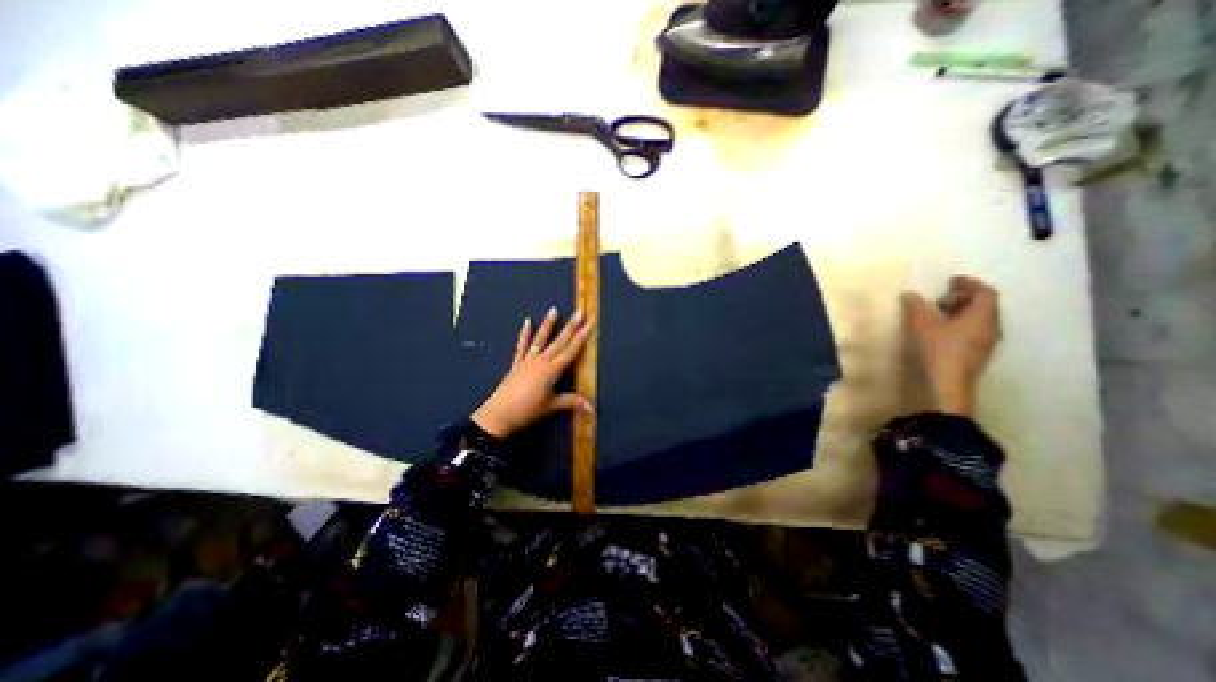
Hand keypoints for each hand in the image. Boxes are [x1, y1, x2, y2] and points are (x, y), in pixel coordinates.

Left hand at [469, 307, 593, 437]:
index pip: (571, 351)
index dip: (581, 337)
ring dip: (548, 325)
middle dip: (571, 327)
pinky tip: (527, 322)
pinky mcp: (517, 364)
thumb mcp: (552, 407)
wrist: (499, 415)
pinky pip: (522, 347)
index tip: (589, 324)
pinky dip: (524, 335)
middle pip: (559, 342)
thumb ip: (572, 402)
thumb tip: (592, 409)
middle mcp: (541, 361)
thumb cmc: (528, 411)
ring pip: (540, 339)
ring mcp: (527, 361)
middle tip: (580, 312)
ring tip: (553, 310)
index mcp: (551, 370)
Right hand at [901, 274, 997, 415]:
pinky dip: (962, 324)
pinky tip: (943, 331)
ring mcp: (988, 341)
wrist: (950, 384)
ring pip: (980, 318)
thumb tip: (910, 294)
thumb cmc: (940, 350)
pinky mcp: (979, 353)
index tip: (951, 281)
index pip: (985, 292)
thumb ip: (916, 307)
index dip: (969, 283)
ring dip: (962, 312)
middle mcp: (991, 326)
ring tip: (939, 314)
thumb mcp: (923, 325)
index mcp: (983, 316)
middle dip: (964, 297)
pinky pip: (975, 330)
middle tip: (941, 298)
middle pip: (985, 305)